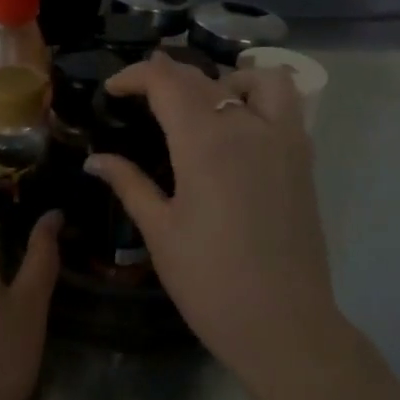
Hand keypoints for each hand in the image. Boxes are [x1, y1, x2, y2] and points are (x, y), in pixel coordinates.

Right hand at [85, 53, 346, 382]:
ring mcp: (284, 141)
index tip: (113, 90)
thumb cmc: (209, 280)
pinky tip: (237, 133)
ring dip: (226, 79)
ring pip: (260, 79)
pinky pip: (286, 107)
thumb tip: (95, 160)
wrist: (281, 323)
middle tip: (141, 95)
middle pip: (205, 78)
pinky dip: (260, 100)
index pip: (167, 82)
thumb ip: (129, 184)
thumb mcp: (159, 231)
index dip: (135, 76)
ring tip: (203, 108)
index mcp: (205, 143)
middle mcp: (248, 127)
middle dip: (168, 76)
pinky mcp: (304, 161)